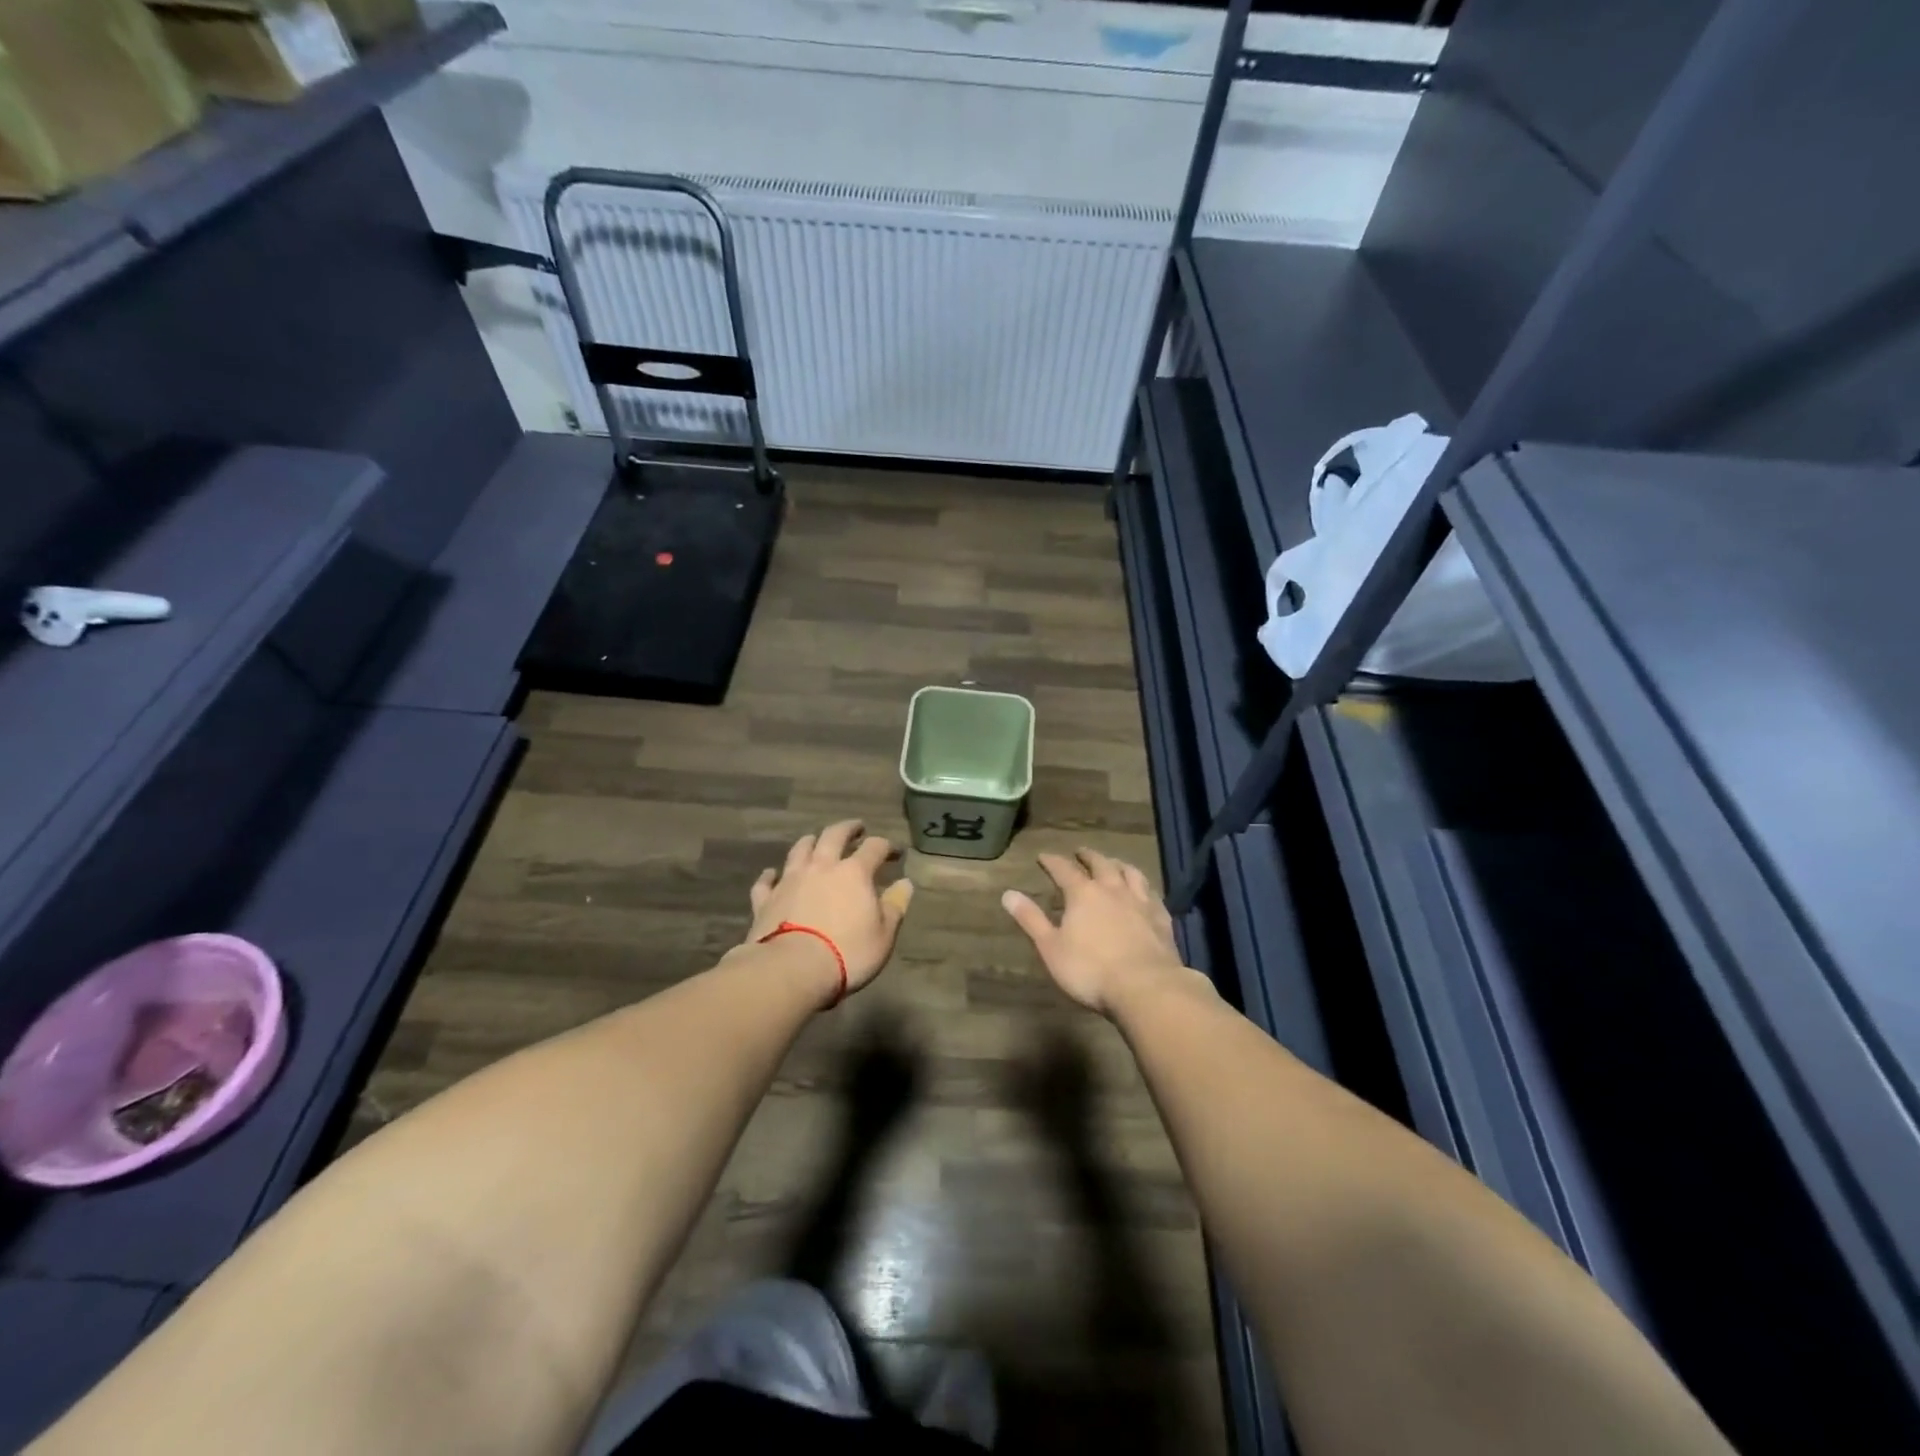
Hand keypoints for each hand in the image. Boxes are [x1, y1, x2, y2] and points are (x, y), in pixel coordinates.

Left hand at [744, 821, 913, 1004]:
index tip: (895, 852)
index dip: (887, 846)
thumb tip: (905, 883)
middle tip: (856, 828)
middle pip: (833, 835)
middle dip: (848, 828)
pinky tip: (772, 874)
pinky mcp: (765, 900)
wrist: (792, 970)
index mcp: (854, 873)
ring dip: (810, 842)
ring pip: (799, 850)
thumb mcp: (884, 934)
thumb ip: (895, 906)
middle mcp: (821, 867)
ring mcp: (790, 880)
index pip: (875, 848)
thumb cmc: (847, 952)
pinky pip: (766, 881)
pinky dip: (771, 875)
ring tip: (815, 840)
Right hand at [1001, 849, 1201, 1015]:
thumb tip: (1008, 893)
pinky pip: (1152, 894)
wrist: (1146, 988)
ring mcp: (1140, 902)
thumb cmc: (1091, 970)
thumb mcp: (1051, 948)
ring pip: (1130, 873)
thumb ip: (1031, 919)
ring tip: (1113, 863)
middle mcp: (1112, 889)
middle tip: (1080, 852)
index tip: (1043, 856)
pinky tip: (1145, 892)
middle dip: (1087, 856)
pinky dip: (1144, 887)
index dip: (1052, 861)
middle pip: (1100, 864)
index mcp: (1083, 894)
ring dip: (1118, 864)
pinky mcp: (1161, 918)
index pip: (1063, 870)